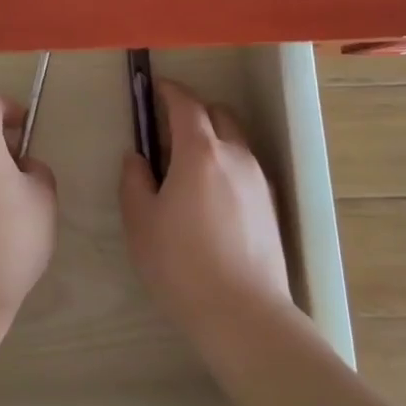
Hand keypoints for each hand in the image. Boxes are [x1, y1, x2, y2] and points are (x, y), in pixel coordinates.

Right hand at [120, 80, 293, 340]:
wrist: (245, 316)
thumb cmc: (182, 265)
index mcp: (200, 151)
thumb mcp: (141, 222)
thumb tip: (138, 158)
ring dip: (213, 139)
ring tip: (190, 169)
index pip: (186, 104)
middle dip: (193, 113)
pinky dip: (228, 165)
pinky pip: (246, 168)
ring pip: (235, 141)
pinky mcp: (271, 206)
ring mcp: (258, 180)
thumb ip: (134, 180)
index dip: (168, 91)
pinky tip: (213, 198)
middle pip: (217, 114)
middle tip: (168, 134)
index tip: (153, 89)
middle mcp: (235, 155)